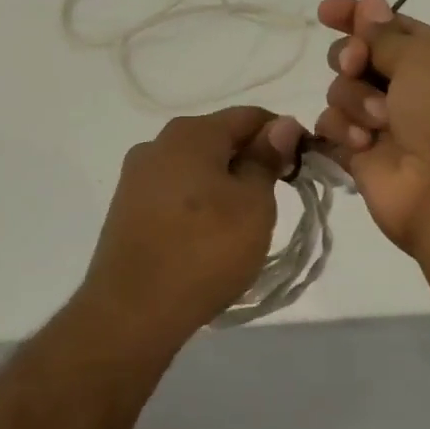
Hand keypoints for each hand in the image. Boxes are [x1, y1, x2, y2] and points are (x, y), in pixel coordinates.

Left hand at [79, 106, 305, 345]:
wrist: (132, 311)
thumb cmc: (205, 251)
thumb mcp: (253, 204)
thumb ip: (267, 159)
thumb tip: (282, 124)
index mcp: (190, 133)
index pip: (249, 117)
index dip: (283, 136)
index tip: (303, 166)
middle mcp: (157, 144)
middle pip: (218, 139)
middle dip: (251, 161)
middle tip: (276, 198)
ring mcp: (136, 177)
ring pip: (195, 167)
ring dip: (224, 184)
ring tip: (243, 223)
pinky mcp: (126, 209)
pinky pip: (174, 192)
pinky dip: (198, 203)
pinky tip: (207, 235)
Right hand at [315, 0, 429, 261]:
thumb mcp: (427, 59)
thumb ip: (387, 34)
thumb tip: (370, 6)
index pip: (392, 28)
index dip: (358, 16)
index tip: (326, 10)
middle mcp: (415, 91)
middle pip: (360, 57)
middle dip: (351, 55)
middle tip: (356, 64)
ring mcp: (387, 125)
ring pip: (342, 90)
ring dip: (353, 98)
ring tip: (377, 121)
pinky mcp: (362, 156)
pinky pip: (331, 127)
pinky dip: (341, 129)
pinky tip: (360, 143)